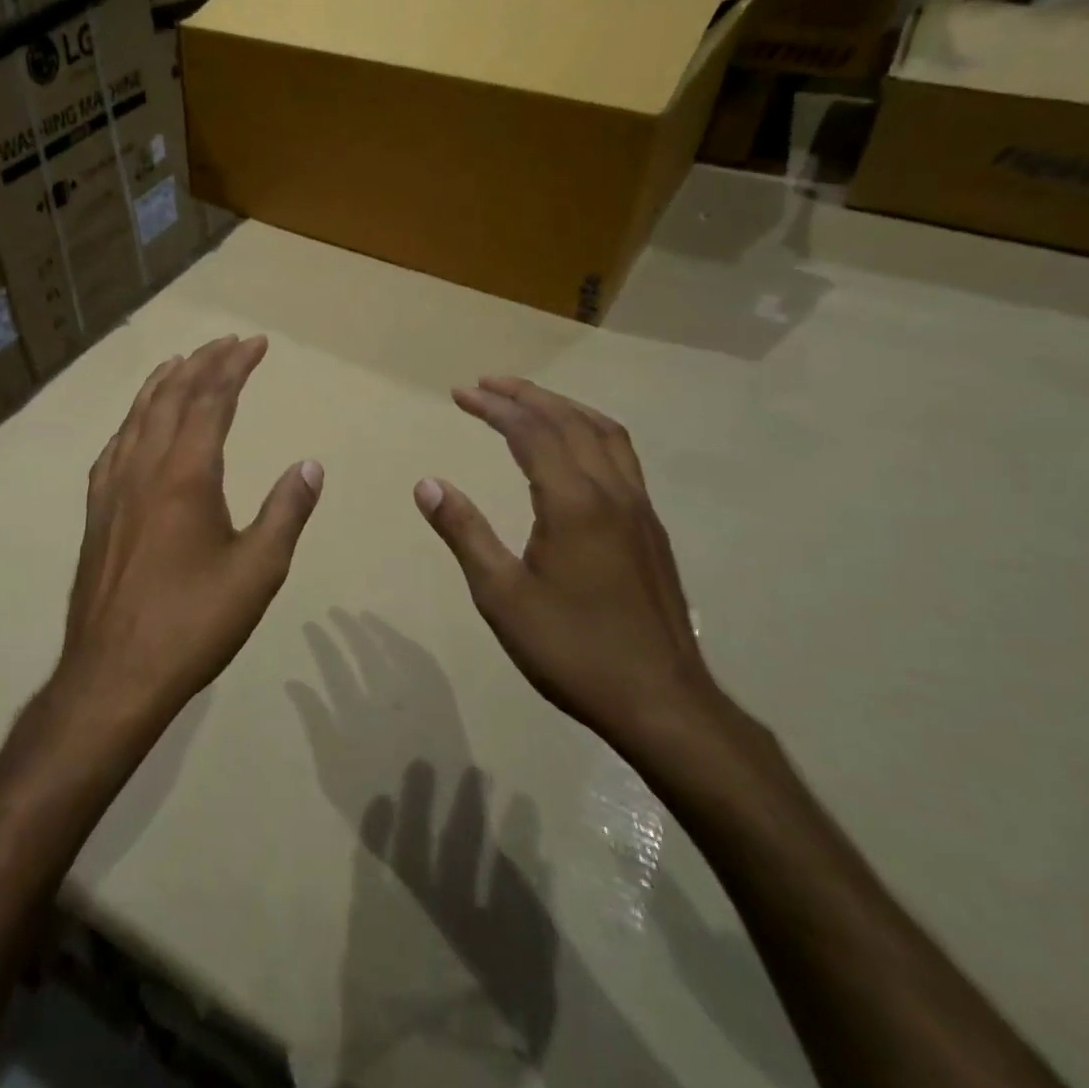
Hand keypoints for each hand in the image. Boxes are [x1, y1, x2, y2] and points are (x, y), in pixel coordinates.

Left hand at [55, 335, 322, 734]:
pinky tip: (137, 424)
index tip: (256, 344)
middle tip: (228, 342)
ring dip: (163, 382)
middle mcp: (144, 467)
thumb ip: (286, 511)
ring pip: (138, 415)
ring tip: (182, 361)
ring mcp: (113, 487)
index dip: (235, 366)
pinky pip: (115, 445)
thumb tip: (311, 465)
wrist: (114, 674)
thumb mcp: (257, 571)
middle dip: (202, 363)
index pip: (212, 399)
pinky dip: (133, 418)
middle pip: (172, 396)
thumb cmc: (193, 623)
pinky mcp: (97, 511)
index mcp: (186, 473)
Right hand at [412, 377, 719, 753]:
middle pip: (568, 420)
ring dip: (562, 406)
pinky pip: (622, 455)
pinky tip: (576, 446)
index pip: (530, 432)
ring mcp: (639, 507)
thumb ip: (465, 532)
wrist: (661, 702)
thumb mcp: (501, 595)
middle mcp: (611, 491)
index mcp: (573, 502)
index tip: (460, 393)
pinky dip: (591, 430)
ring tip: (528, 400)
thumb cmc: (572, 649)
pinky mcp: (651, 527)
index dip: (493, 407)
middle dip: (524, 395)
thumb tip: (427, 484)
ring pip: (604, 432)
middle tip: (486, 384)